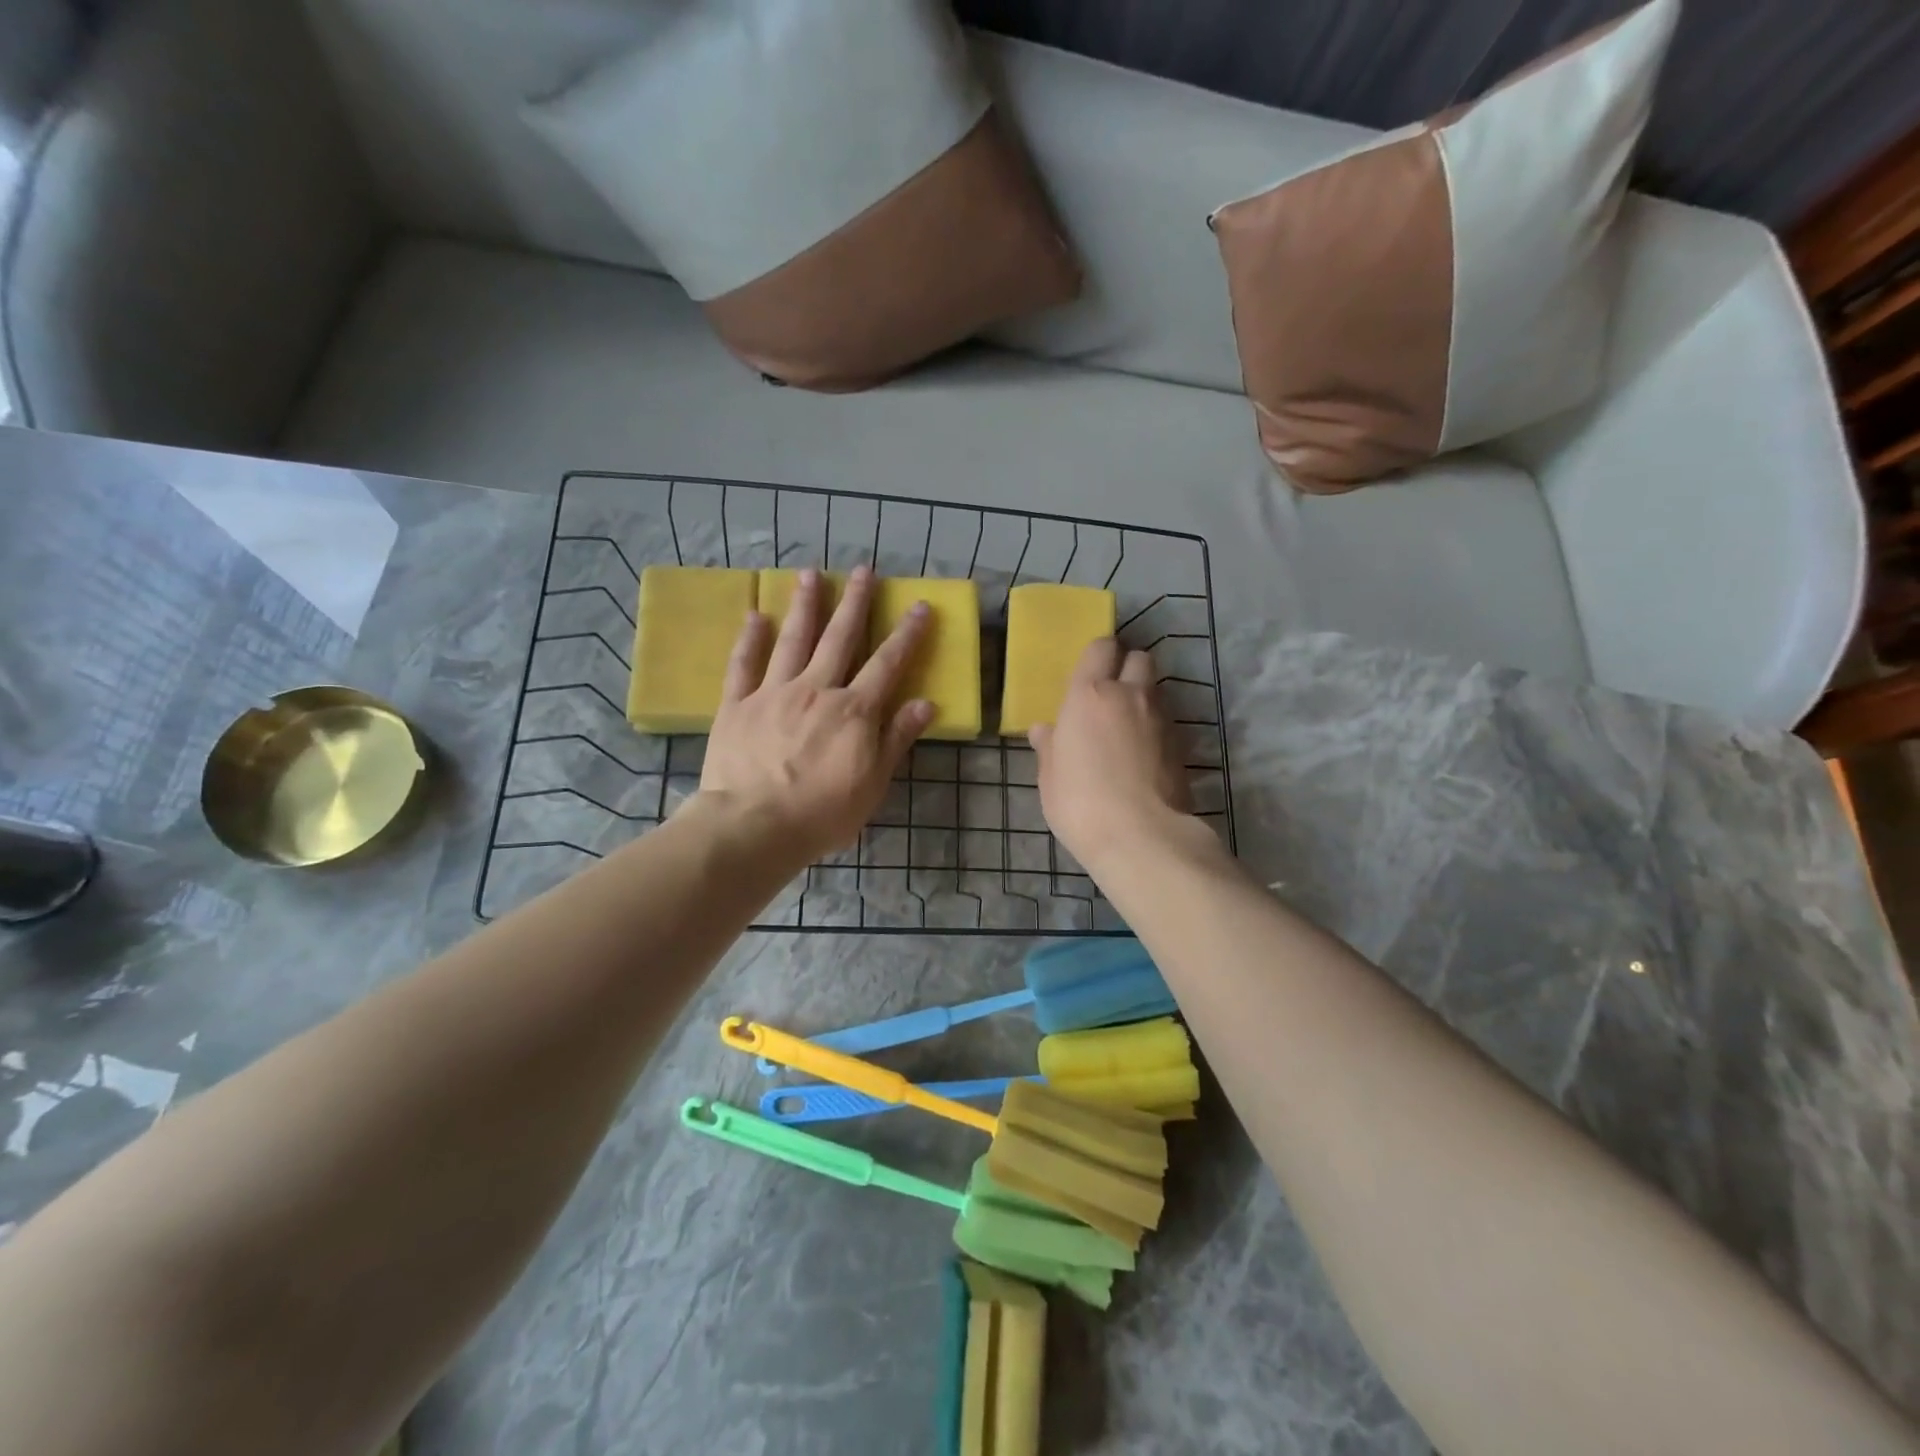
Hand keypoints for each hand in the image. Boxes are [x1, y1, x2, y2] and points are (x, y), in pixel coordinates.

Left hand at [696, 565, 933, 867]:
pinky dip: (750, 639)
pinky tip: (755, 615)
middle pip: (840, 638)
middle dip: (855, 602)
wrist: (753, 825)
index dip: (906, 634)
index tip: (919, 605)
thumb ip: (896, 739)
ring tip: (810, 573)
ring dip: (805, 605)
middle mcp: (817, 689)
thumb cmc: (821, 813)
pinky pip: (744, 665)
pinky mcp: (737, 705)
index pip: (887, 663)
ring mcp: (774, 692)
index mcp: (854, 710)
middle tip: (863, 569)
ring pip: (793, 639)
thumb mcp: (873, 784)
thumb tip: (925, 703)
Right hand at [1031, 639, 1193, 870]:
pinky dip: (1158, 728)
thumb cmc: (1079, 803)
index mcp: (1089, 695)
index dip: (1098, 655)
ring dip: (1144, 698)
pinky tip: (1146, 755)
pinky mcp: (1182, 744)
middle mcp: (1129, 695)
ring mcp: (1160, 718)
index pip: (1100, 648)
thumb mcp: (1050, 778)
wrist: (1140, 836)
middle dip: (1128, 667)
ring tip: (1130, 727)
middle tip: (1113, 694)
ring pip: (1157, 689)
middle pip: (1139, 658)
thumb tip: (1044, 730)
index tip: (1090, 673)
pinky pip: (1168, 722)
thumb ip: (1049, 747)